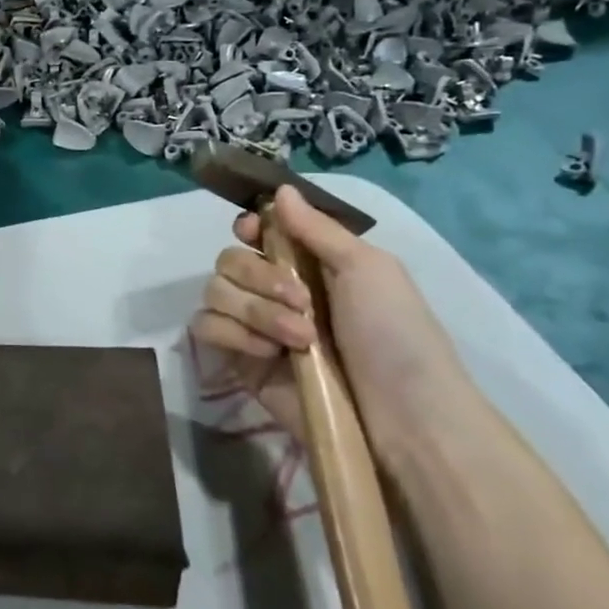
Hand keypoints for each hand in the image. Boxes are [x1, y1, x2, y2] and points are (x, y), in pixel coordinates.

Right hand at [190, 185, 470, 452]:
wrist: (403, 419)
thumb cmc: (396, 335)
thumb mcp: (369, 268)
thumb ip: (317, 228)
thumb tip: (279, 188)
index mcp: (308, 264)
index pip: (254, 231)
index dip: (248, 226)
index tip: (254, 231)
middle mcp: (275, 290)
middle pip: (228, 258)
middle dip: (259, 276)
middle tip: (300, 301)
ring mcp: (256, 327)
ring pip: (215, 291)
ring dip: (254, 310)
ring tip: (299, 339)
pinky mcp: (240, 361)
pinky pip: (206, 328)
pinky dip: (231, 333)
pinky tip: (264, 352)